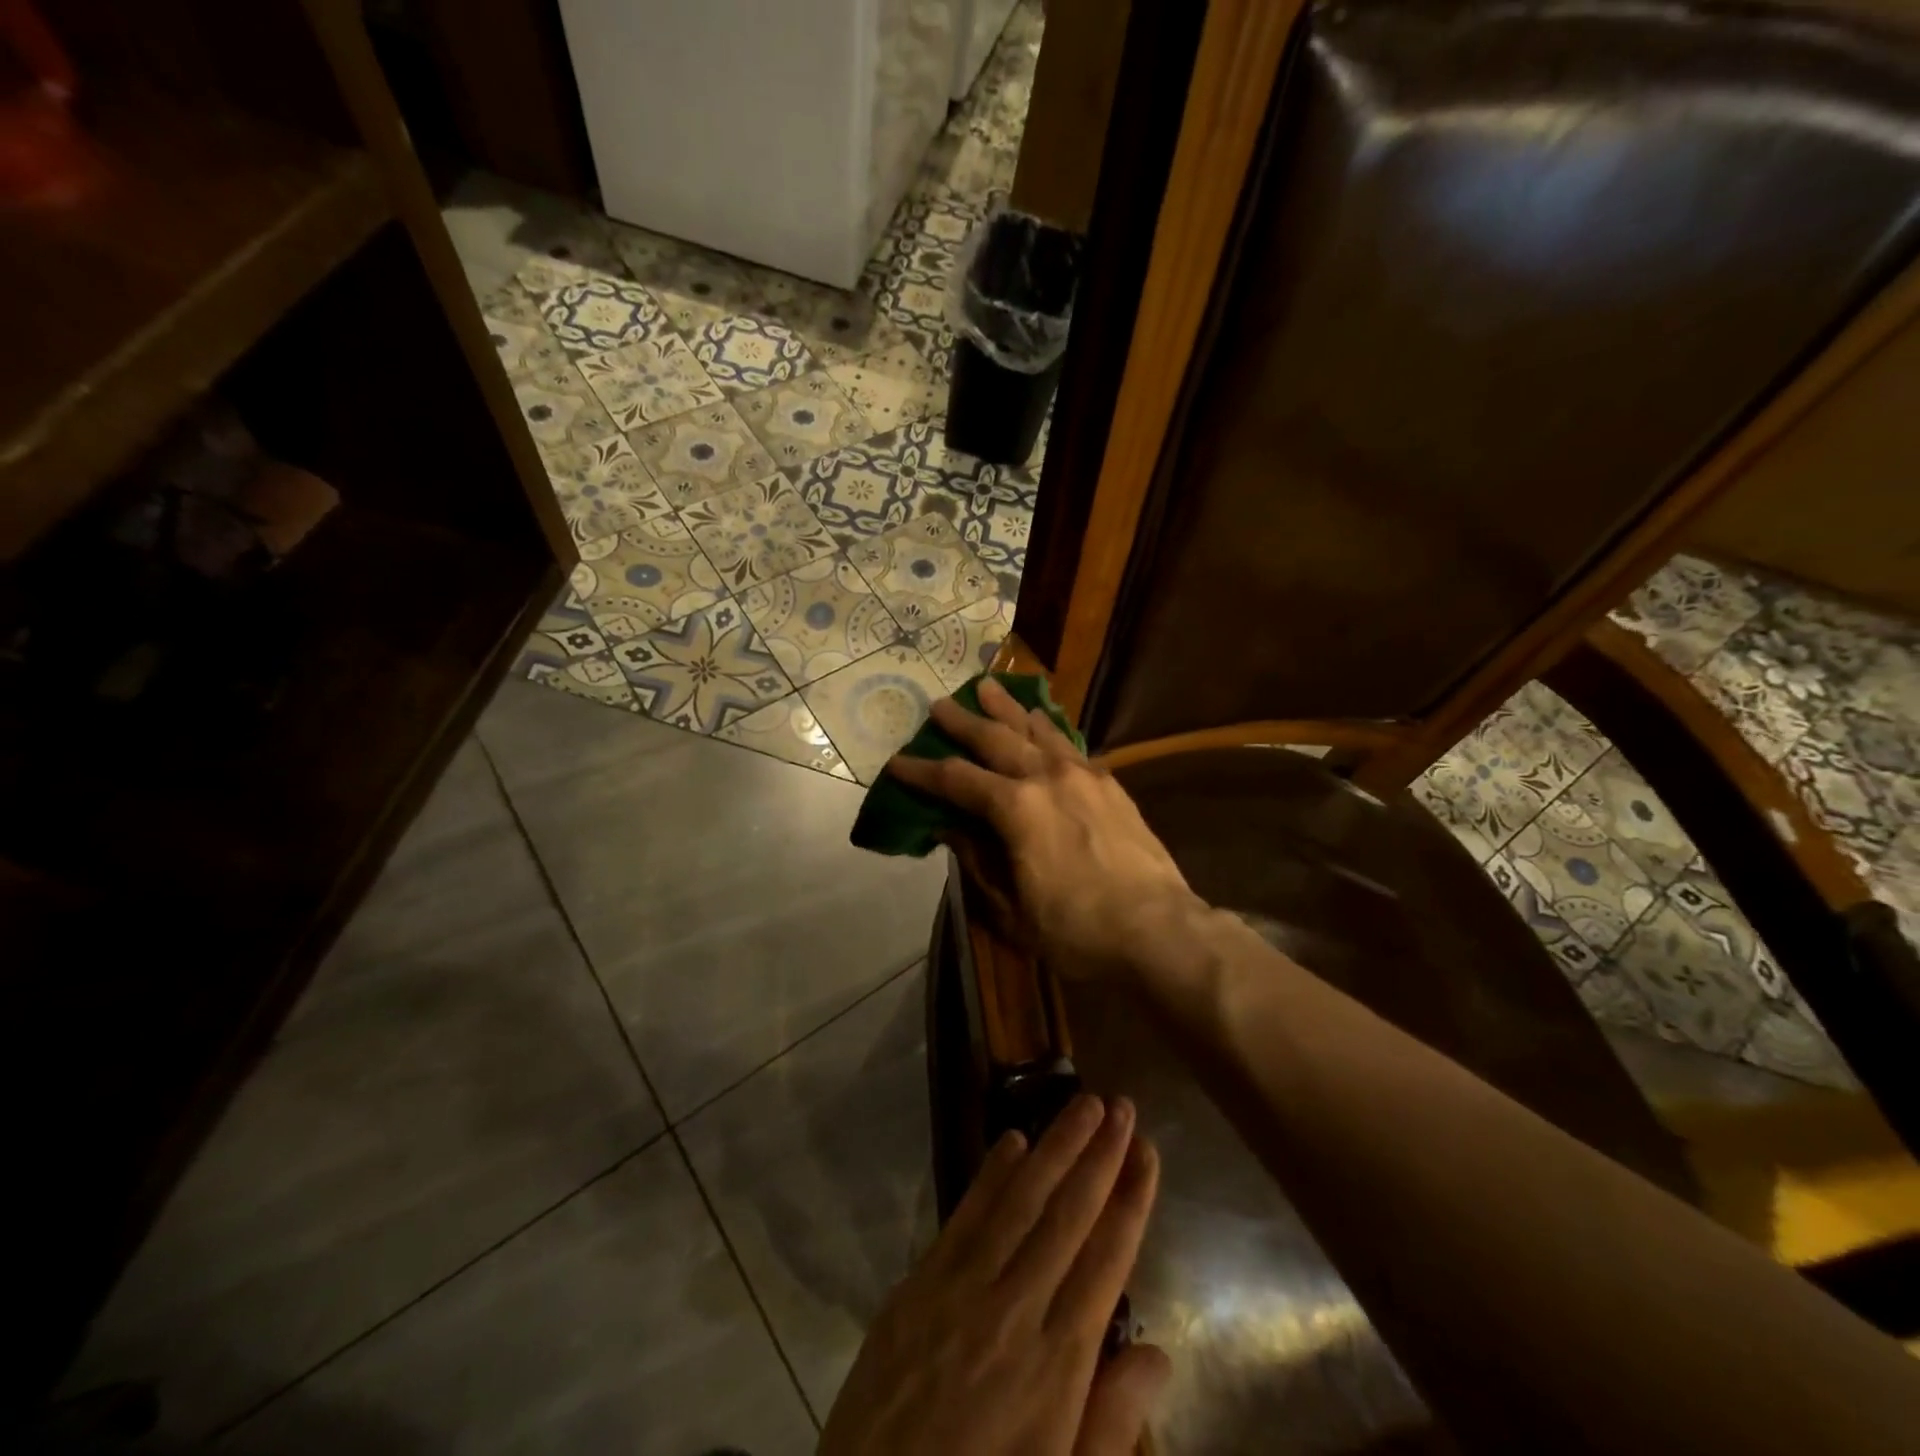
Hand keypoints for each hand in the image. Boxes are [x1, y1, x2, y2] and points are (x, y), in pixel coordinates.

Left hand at [820, 1095, 1166, 1455]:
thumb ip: (1111, 1424)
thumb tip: (1159, 1353)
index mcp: (1058, 1364)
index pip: (1107, 1259)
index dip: (1130, 1199)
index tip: (1147, 1150)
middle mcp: (1015, 1309)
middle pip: (1067, 1214)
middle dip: (1098, 1155)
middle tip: (1120, 1105)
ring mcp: (962, 1289)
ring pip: (1020, 1200)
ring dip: (1054, 1146)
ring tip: (1081, 1104)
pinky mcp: (920, 1283)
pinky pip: (964, 1215)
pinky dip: (992, 1173)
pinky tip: (1012, 1140)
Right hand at [887, 678, 1204, 981]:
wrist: (1158, 929)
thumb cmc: (1076, 930)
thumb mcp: (1011, 909)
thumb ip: (977, 861)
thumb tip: (949, 828)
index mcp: (1016, 808)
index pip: (956, 780)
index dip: (922, 772)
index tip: (896, 763)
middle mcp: (1046, 777)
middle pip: (995, 738)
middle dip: (962, 722)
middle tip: (939, 704)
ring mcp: (1082, 774)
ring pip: (1035, 729)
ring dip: (1007, 708)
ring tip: (988, 687)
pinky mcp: (1109, 783)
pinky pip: (1069, 743)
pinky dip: (1048, 727)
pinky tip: (1041, 720)